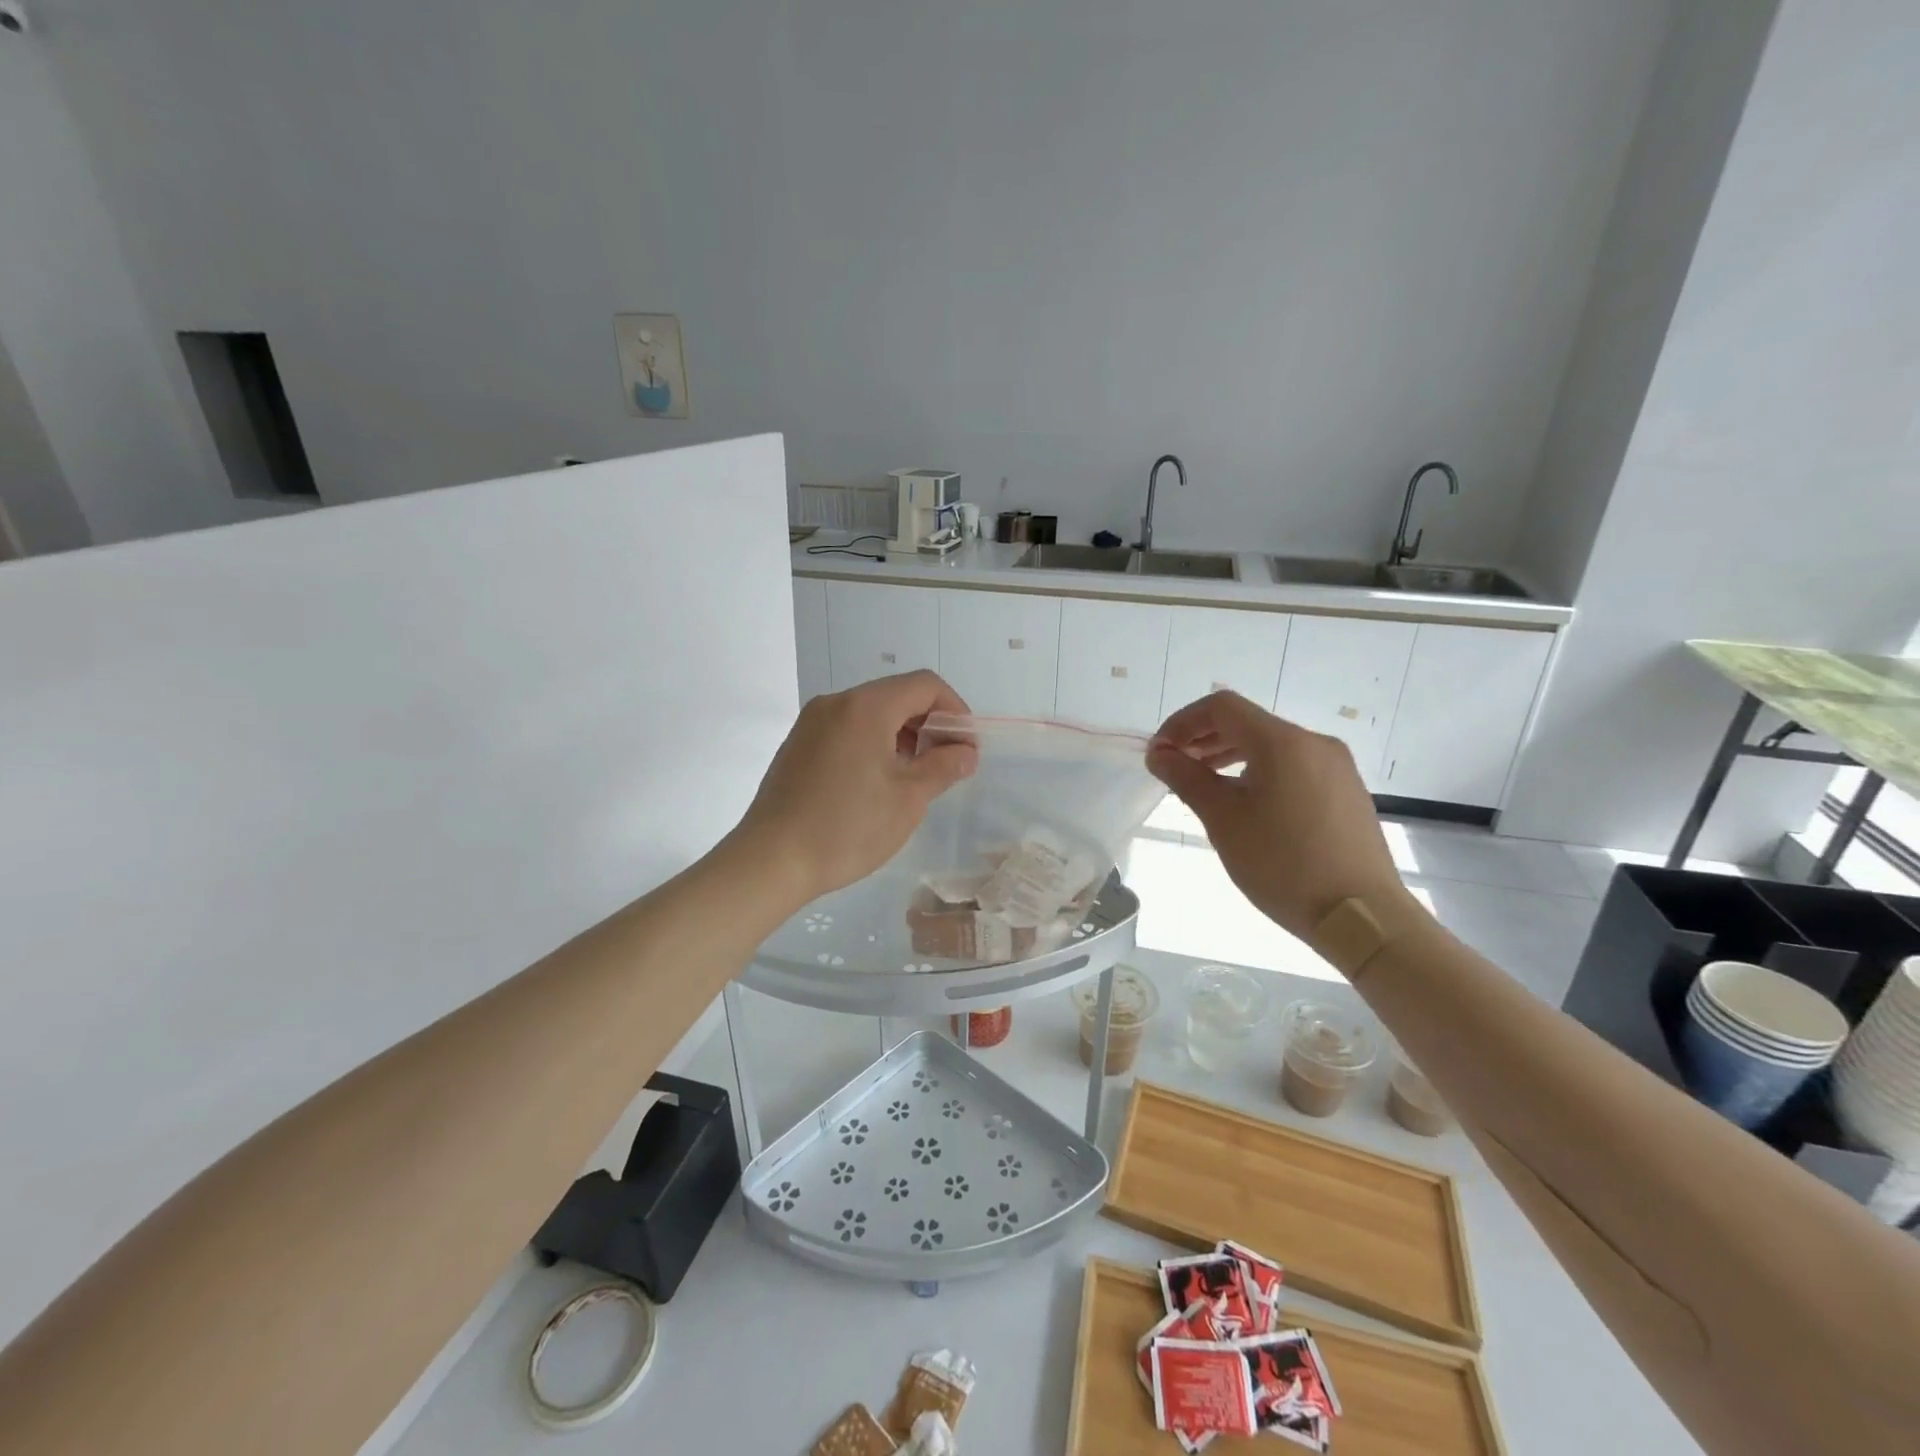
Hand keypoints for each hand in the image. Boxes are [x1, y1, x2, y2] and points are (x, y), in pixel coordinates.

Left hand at [733, 672, 979, 904]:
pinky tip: (876, 782)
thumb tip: (965, 752)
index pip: (925, 686)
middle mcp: (836, 703)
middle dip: (929, 724)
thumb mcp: (908, 799)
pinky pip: (846, 728)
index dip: (955, 711)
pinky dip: (872, 742)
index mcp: (866, 707)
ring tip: (913, 777)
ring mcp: (811, 722)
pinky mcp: (798, 744)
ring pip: (871, 712)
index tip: (965, 748)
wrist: (771, 860)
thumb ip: (943, 767)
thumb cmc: (847, 827)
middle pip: (897, 695)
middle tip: (944, 765)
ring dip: (901, 734)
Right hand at [1147, 691, 1411, 940]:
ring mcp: (1336, 766)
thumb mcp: (1224, 821)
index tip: (1159, 753)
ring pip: (1271, 746)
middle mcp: (1313, 743)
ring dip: (1229, 756)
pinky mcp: (1346, 791)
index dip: (1182, 723)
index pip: (1221, 707)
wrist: (1362, 917)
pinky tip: (1245, 804)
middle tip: (1173, 769)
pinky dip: (1259, 772)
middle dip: (1203, 740)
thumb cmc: (1283, 865)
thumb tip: (1159, 754)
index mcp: (1282, 742)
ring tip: (1203, 786)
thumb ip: (1187, 779)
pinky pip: (1293, 766)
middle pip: (1247, 723)